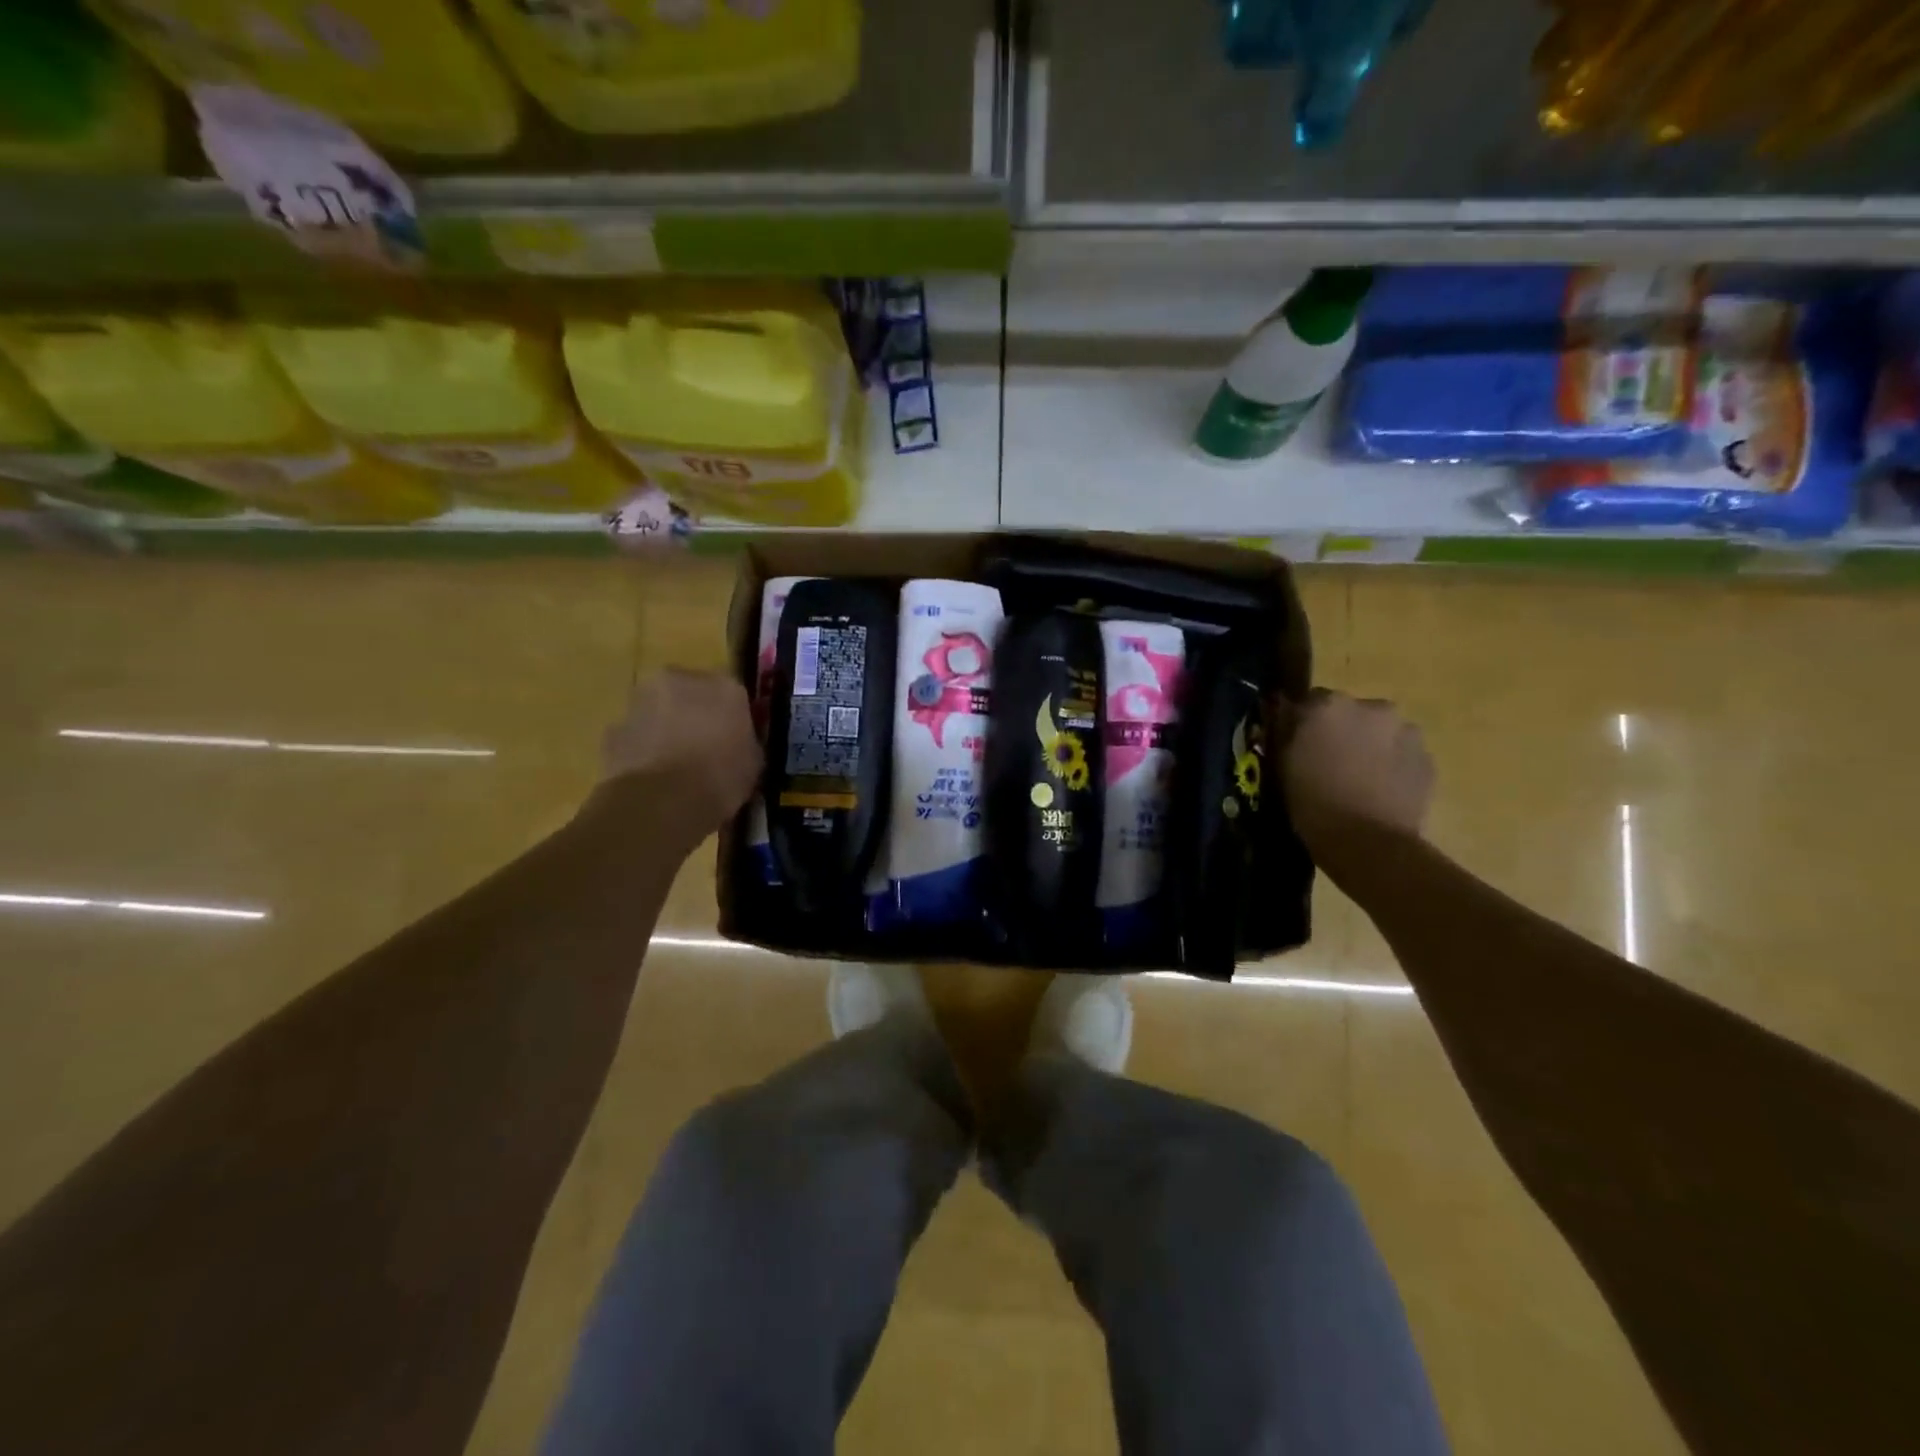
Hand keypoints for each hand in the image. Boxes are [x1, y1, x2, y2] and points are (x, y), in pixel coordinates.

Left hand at [600, 669, 760, 833]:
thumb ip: (746, 743)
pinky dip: (643, 750)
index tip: (734, 739)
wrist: (658, 805)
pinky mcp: (613, 729)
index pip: (733, 693)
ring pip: (660, 710)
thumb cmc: (719, 780)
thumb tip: (740, 745)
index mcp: (724, 687)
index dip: (733, 717)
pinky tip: (653, 778)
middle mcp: (680, 681)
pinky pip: (636, 735)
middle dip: (696, 714)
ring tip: (676, 767)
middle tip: (704, 749)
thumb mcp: (754, 764)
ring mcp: (640, 702)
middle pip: (691, 693)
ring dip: (667, 728)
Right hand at [1282, 691, 1432, 852]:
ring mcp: (1406, 732)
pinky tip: (1378, 793)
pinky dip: (1391, 766)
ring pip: (1380, 732)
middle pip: (1350, 712)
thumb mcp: (1281, 765)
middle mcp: (1371, 707)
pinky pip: (1402, 755)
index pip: (1310, 701)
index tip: (1299, 745)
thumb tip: (1286, 713)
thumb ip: (1286, 731)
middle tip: (1329, 763)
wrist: (1368, 843)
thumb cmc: (1313, 803)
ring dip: (1369, 746)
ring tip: (1358, 780)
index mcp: (1329, 705)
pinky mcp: (1428, 759)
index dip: (1303, 723)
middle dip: (1341, 731)